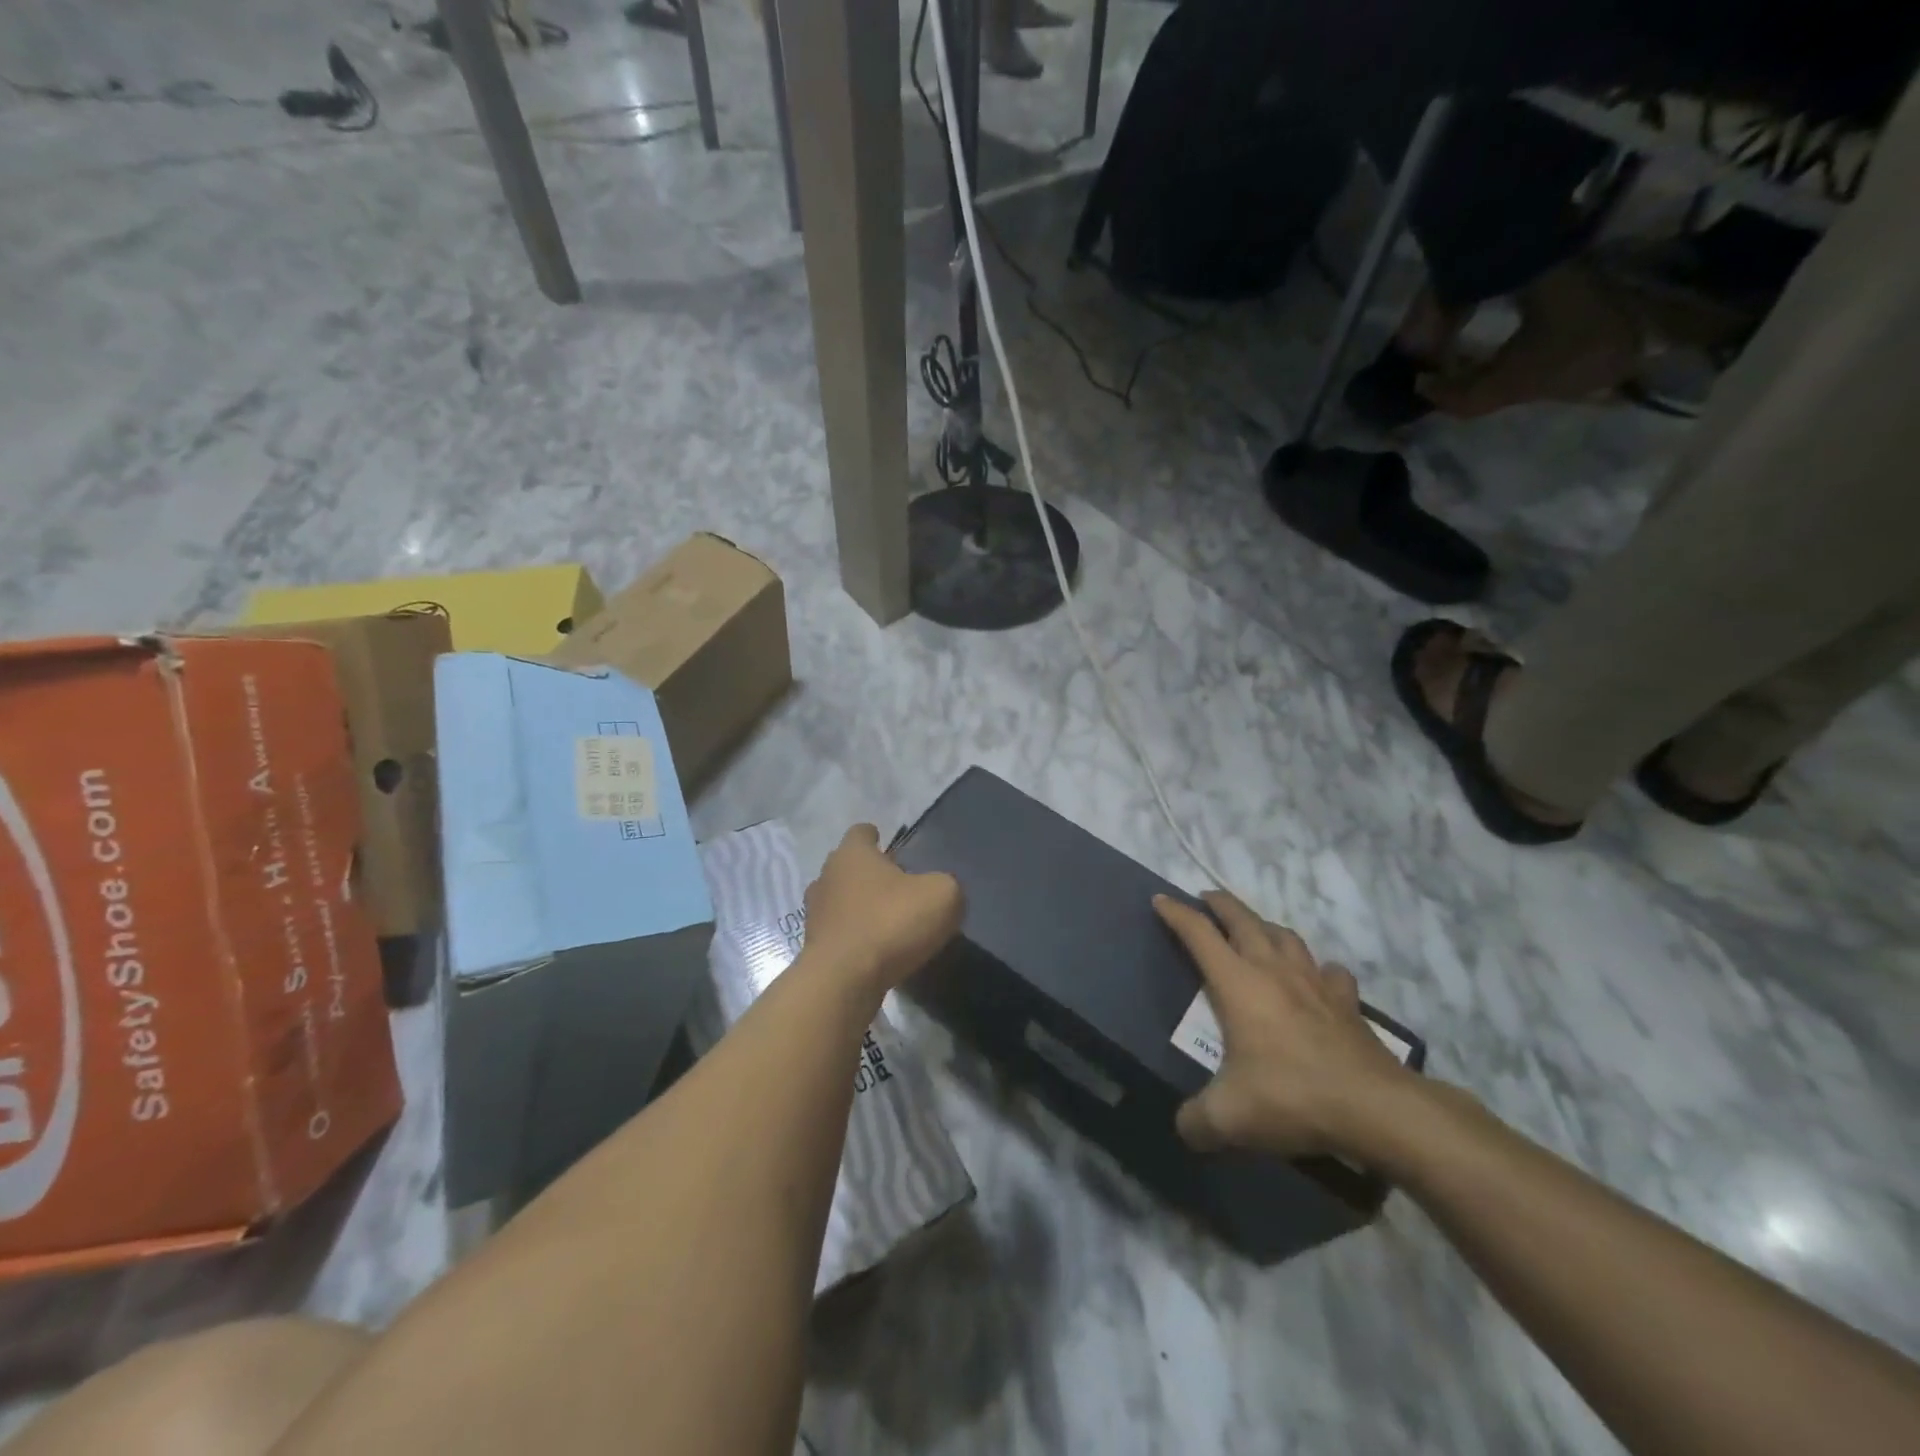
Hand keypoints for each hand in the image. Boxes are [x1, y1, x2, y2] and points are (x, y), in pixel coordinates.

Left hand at [803, 824, 962, 992]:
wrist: (843, 981)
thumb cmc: (890, 924)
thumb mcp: (941, 896)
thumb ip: (945, 885)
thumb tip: (938, 891)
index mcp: (852, 854)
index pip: (861, 832)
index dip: (876, 838)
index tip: (892, 850)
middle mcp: (827, 876)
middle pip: (848, 866)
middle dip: (870, 874)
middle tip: (898, 888)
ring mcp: (816, 913)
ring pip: (841, 900)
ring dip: (861, 908)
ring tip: (889, 923)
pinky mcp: (814, 947)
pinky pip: (840, 933)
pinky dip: (856, 938)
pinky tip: (878, 952)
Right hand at [1154, 891, 1416, 1160]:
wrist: (1375, 1108)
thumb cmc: (1291, 1097)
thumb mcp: (1229, 1118)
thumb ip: (1197, 1121)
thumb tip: (1185, 1128)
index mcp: (1237, 983)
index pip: (1199, 934)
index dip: (1176, 914)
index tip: (1160, 900)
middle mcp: (1273, 970)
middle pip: (1243, 919)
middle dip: (1220, 904)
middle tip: (1206, 898)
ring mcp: (1314, 982)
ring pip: (1286, 935)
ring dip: (1265, 925)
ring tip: (1255, 930)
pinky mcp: (1347, 1003)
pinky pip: (1329, 972)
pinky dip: (1317, 968)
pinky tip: (1316, 978)